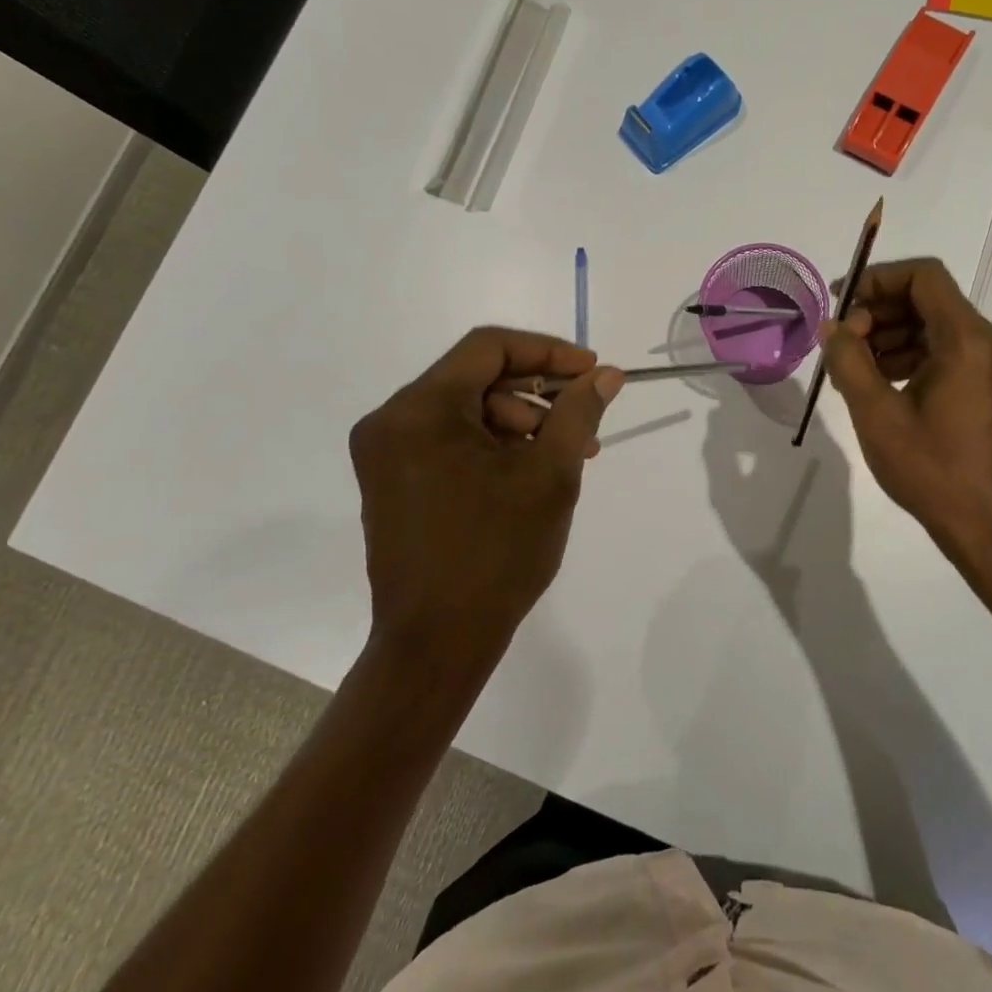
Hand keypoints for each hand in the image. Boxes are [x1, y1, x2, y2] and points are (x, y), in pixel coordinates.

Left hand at [348, 329, 623, 661]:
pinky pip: (449, 440)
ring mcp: (384, 453)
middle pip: (475, 378)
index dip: (547, 351)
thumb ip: (578, 413)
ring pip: (465, 410)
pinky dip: (492, 446)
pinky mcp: (391, 481)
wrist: (436, 644)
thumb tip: (606, 375)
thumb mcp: (550, 476)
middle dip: (536, 395)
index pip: (488, 348)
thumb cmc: (496, 554)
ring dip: (519, 423)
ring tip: (565, 456)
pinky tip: (529, 473)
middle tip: (583, 424)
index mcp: (421, 410)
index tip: (591, 372)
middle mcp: (391, 421)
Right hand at [819, 259, 991, 605]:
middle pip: (931, 300)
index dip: (878, 279)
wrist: (990, 527)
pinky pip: (953, 352)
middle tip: (843, 343)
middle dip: (880, 312)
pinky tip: (886, 385)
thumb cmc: (931, 471)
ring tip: (857, 369)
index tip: (842, 304)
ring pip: (940, 326)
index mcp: (968, 341)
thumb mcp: (876, 415)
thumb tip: (831, 326)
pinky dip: (916, 356)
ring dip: (895, 336)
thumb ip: (848, 361)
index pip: (924, 276)